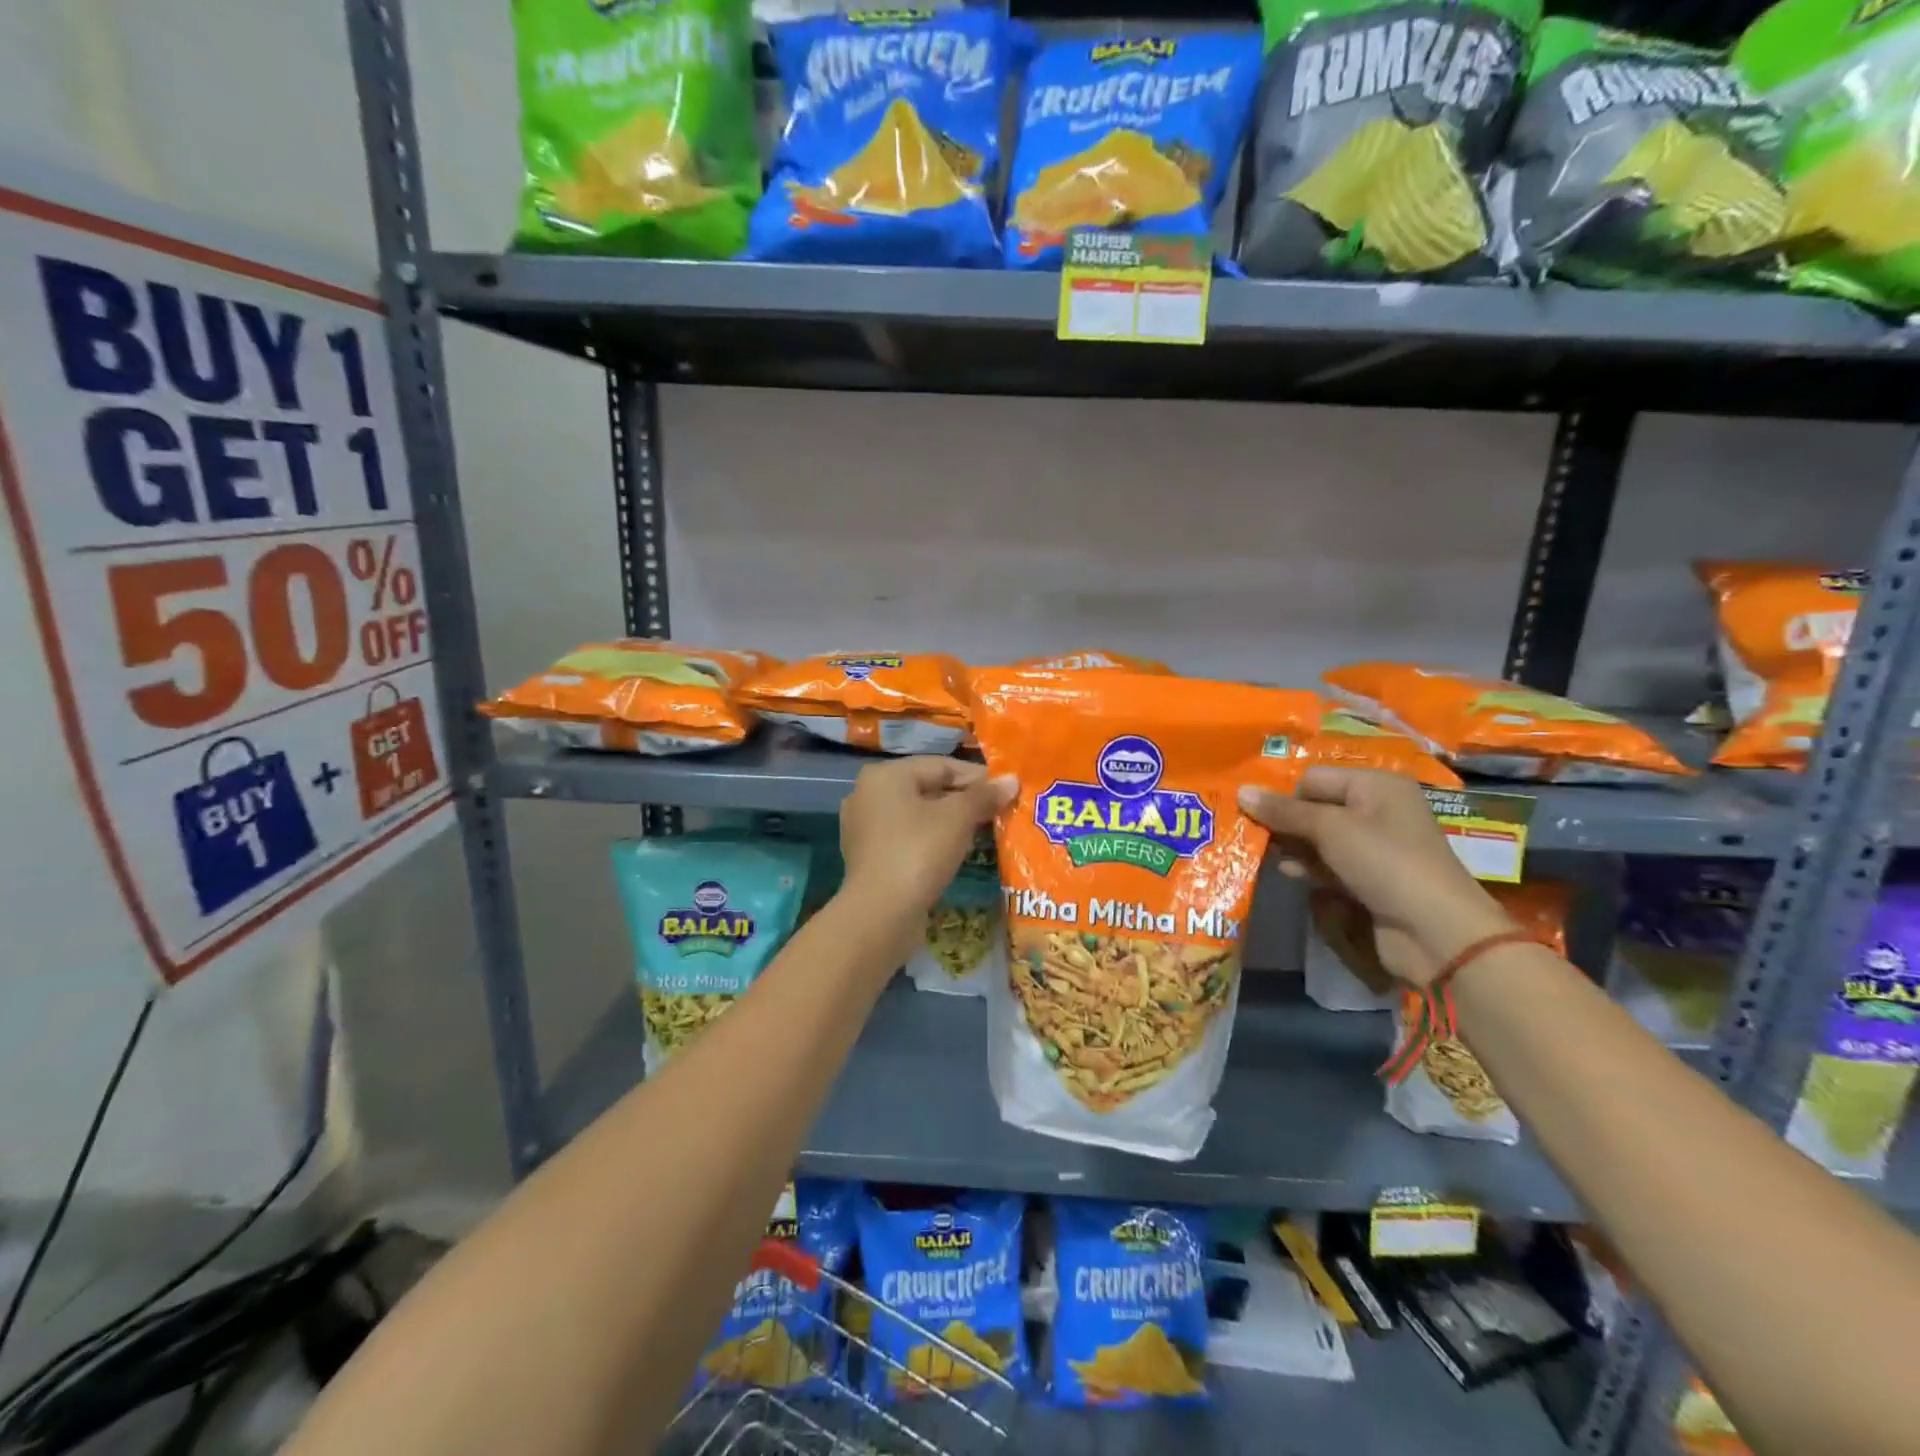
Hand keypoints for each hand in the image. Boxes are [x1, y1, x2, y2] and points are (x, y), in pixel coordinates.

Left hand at [839, 757, 1013, 933]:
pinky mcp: (868, 857)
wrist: (881, 914)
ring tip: (980, 833)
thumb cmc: (919, 852)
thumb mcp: (958, 818)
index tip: (1005, 791)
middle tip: (996, 813)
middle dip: (964, 800)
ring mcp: (863, 827)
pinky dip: (930, 841)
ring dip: (949, 822)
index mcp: (885, 775)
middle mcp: (867, 794)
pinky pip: (906, 838)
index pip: (941, 766)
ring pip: (917, 815)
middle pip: (927, 788)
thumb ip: (984, 796)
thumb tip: (1011, 780)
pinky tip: (953, 854)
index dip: (977, 777)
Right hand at [1237, 766, 1511, 987]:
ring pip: (1319, 838)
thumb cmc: (1384, 862)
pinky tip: (1288, 874)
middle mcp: (1376, 810)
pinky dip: (1309, 867)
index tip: (1255, 816)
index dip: (1285, 796)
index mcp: (1376, 785)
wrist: (1436, 931)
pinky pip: (1330, 864)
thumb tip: (1240, 790)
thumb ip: (1283, 811)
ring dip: (1293, 847)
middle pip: (1315, 807)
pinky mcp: (1369, 879)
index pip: (1314, 778)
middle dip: (1285, 822)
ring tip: (1264, 855)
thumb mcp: (1329, 829)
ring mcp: (1375, 847)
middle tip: (1252, 835)